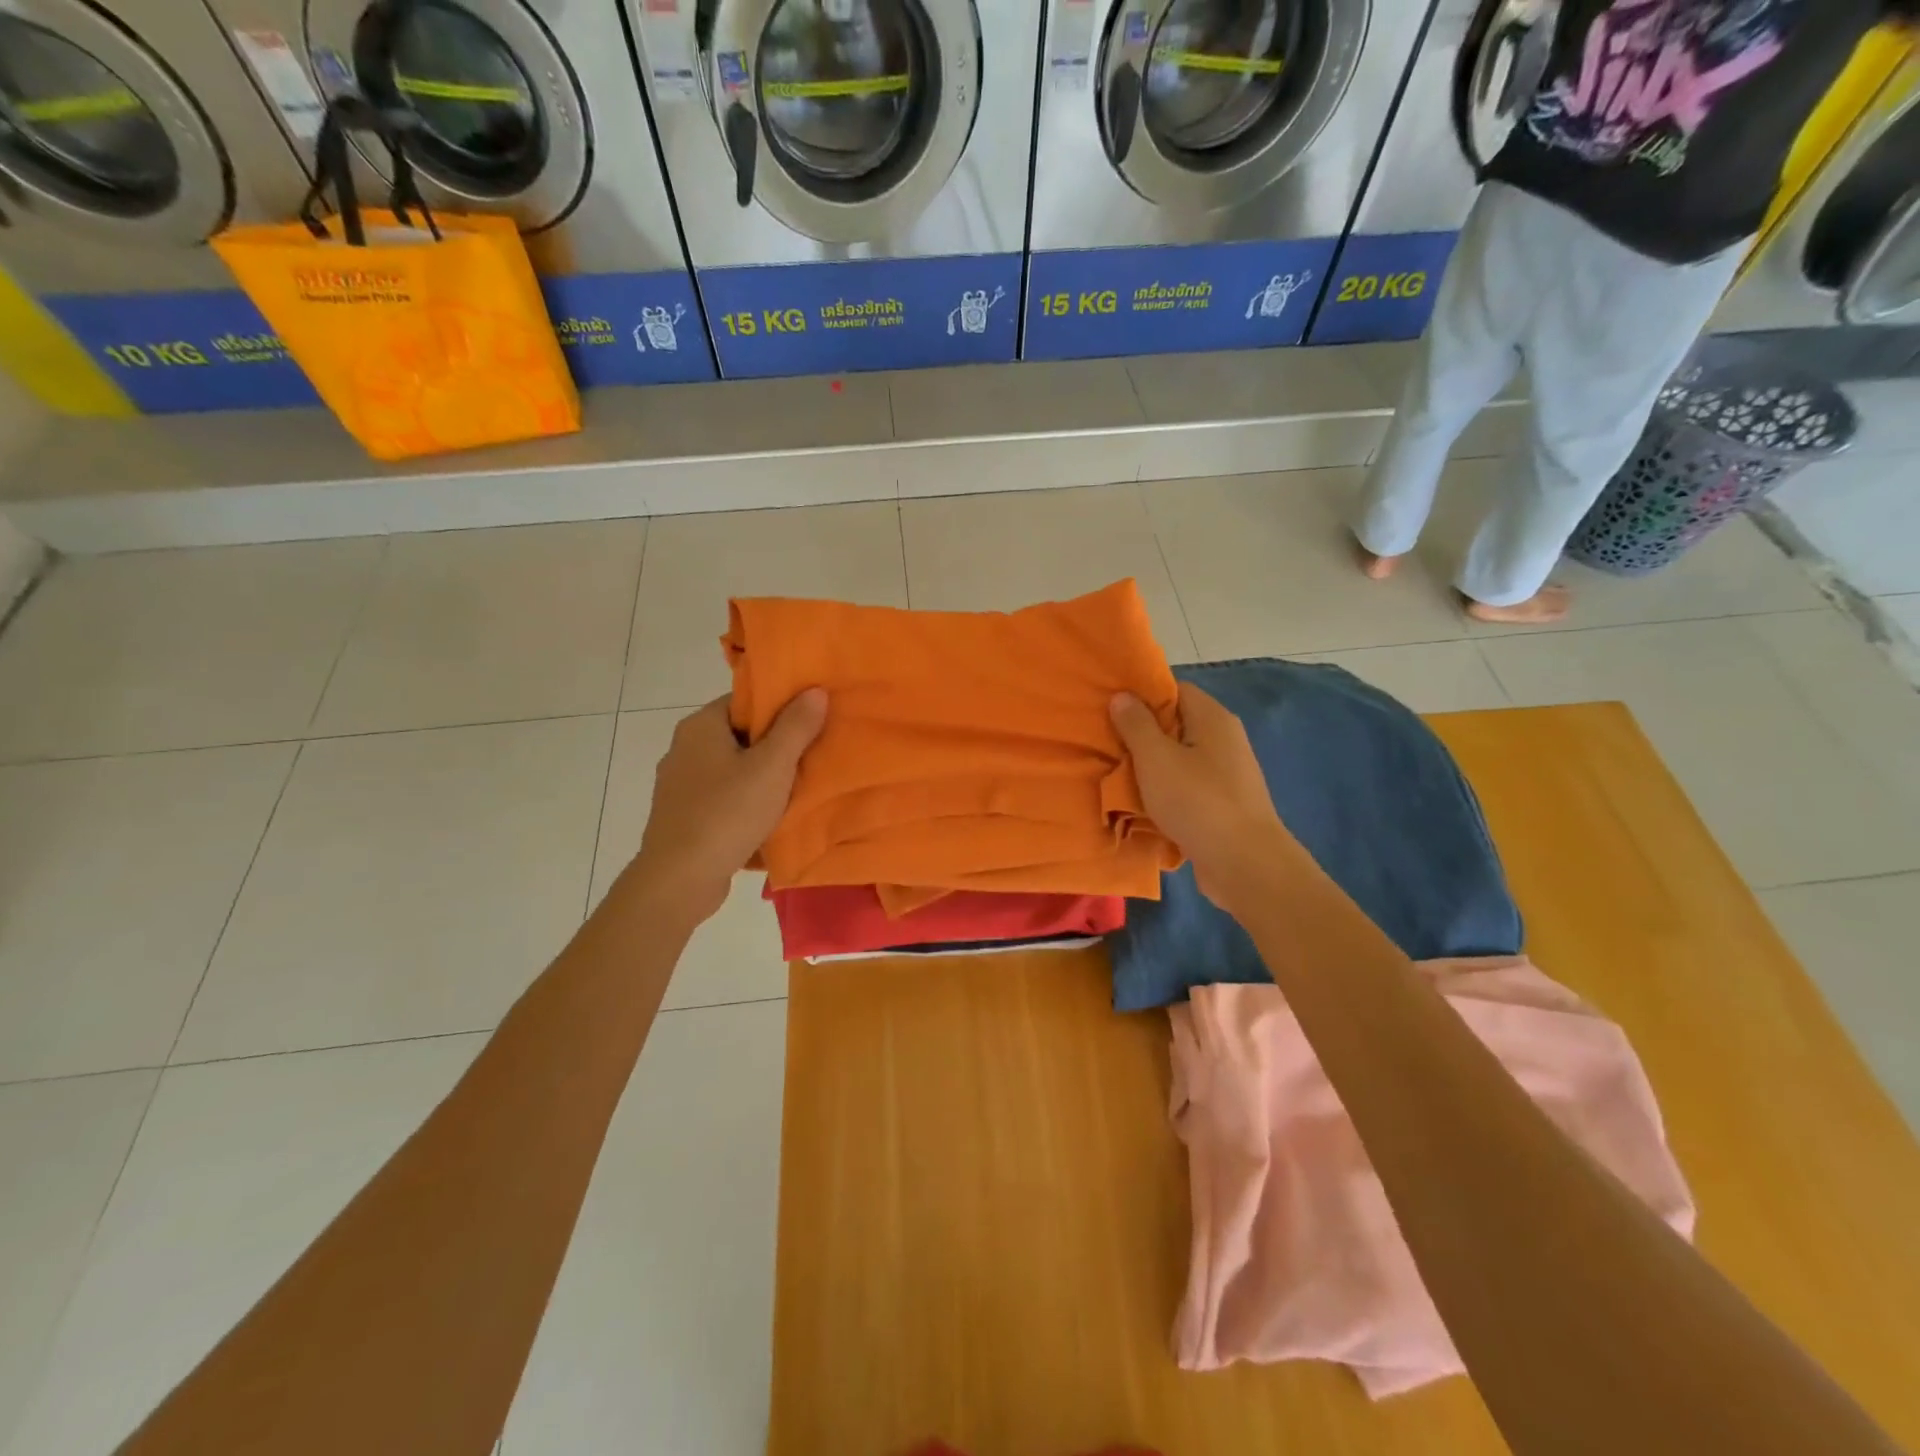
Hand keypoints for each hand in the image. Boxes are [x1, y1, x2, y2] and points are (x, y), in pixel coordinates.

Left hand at [630, 689, 827, 921]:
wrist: (679, 879)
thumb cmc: (727, 813)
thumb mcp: (772, 766)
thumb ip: (795, 727)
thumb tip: (814, 690)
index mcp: (700, 726)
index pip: (745, 701)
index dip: (779, 707)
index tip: (811, 720)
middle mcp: (684, 748)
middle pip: (740, 735)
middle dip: (776, 745)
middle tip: (813, 754)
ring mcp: (680, 785)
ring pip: (733, 769)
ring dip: (763, 778)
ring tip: (798, 787)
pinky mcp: (683, 816)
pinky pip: (723, 798)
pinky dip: (746, 803)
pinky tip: (770, 818)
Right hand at [1110, 683, 1294, 907]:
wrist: (1244, 864)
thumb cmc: (1197, 801)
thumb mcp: (1156, 758)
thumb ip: (1136, 725)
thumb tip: (1123, 695)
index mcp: (1212, 719)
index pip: (1175, 689)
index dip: (1143, 695)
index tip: (1110, 706)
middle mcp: (1224, 740)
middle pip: (1176, 724)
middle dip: (1140, 733)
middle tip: (1104, 741)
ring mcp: (1226, 775)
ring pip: (1179, 759)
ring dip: (1149, 767)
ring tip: (1114, 774)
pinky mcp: (1222, 805)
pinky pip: (1186, 788)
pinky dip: (1164, 792)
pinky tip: (1140, 804)